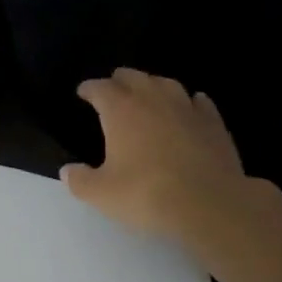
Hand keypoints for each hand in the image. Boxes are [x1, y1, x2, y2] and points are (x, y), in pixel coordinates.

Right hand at [63, 69, 270, 241]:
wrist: (209, 204)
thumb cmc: (147, 195)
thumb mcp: (102, 194)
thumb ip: (81, 181)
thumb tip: (67, 171)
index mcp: (121, 110)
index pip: (100, 88)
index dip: (89, 88)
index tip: (83, 92)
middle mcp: (153, 99)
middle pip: (133, 77)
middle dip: (119, 81)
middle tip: (112, 90)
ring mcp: (186, 108)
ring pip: (166, 83)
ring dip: (153, 86)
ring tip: (148, 94)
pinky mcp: (213, 123)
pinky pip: (199, 102)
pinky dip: (190, 102)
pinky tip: (190, 107)